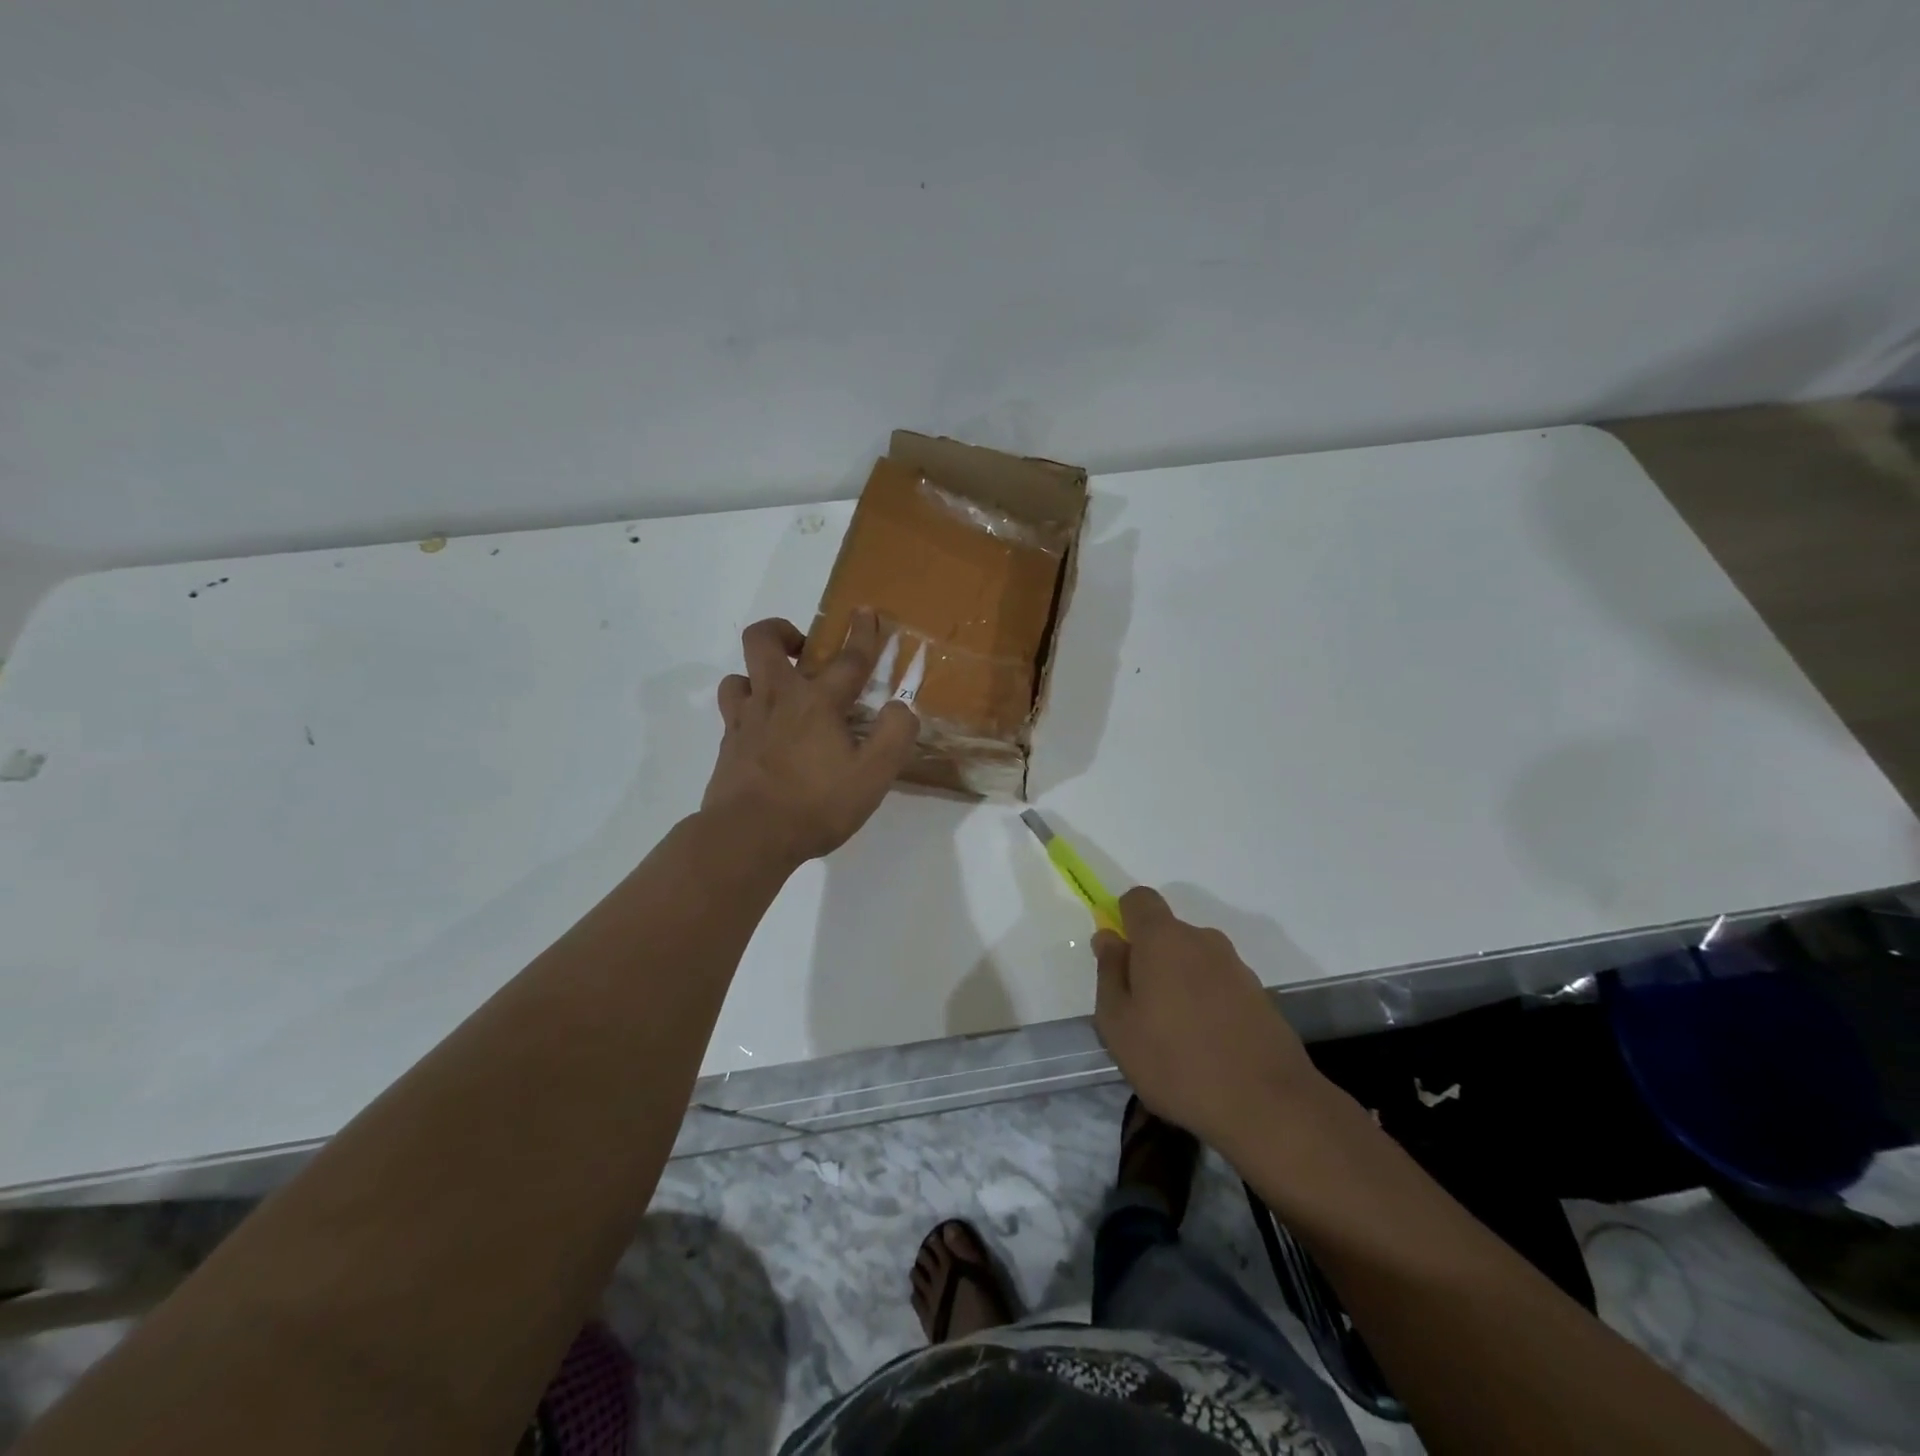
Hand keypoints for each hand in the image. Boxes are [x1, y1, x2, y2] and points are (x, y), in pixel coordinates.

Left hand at [702, 610, 918, 867]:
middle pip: (763, 641)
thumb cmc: (815, 804)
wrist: (748, 837)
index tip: (865, 612)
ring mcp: (745, 721)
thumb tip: (901, 708)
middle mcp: (777, 699)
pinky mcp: (728, 746)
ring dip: (757, 675)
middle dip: (782, 631)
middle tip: (802, 649)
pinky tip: (762, 732)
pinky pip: (732, 712)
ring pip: (739, 676)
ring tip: (779, 694)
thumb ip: (895, 736)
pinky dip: (747, 710)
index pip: (847, 659)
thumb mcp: (873, 777)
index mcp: (817, 703)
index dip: (862, 634)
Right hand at [1092, 887, 1320, 1153]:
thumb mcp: (1118, 1024)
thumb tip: (1108, 938)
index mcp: (1163, 939)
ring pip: (1194, 961)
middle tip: (1141, 1012)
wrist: (1268, 1105)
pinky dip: (1208, 1004)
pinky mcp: (1260, 996)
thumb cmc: (1176, 1061)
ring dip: (1180, 984)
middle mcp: (1202, 940)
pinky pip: (1219, 986)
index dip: (1123, 919)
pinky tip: (1207, 1047)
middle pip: (1167, 934)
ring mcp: (1236, 967)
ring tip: (1175, 1038)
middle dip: (1150, 961)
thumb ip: (1109, 973)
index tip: (1118, 959)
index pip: (1139, 900)